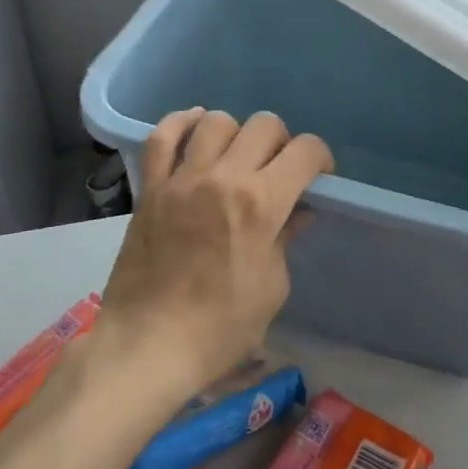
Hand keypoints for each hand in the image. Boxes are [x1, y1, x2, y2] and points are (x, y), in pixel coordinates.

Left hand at [98, 109, 332, 399]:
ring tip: (236, 156)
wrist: (147, 346)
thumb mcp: (271, 288)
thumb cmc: (220, 328)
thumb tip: (296, 212)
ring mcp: (182, 179)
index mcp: (261, 203)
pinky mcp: (151, 187)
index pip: (305, 151)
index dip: (320, 158)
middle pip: (264, 125)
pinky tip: (195, 128)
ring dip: (236, 133)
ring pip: (216, 122)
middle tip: (278, 170)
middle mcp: (223, 178)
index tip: (318, 177)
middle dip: (282, 142)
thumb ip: (285, 239)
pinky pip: (162, 136)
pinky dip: (181, 124)